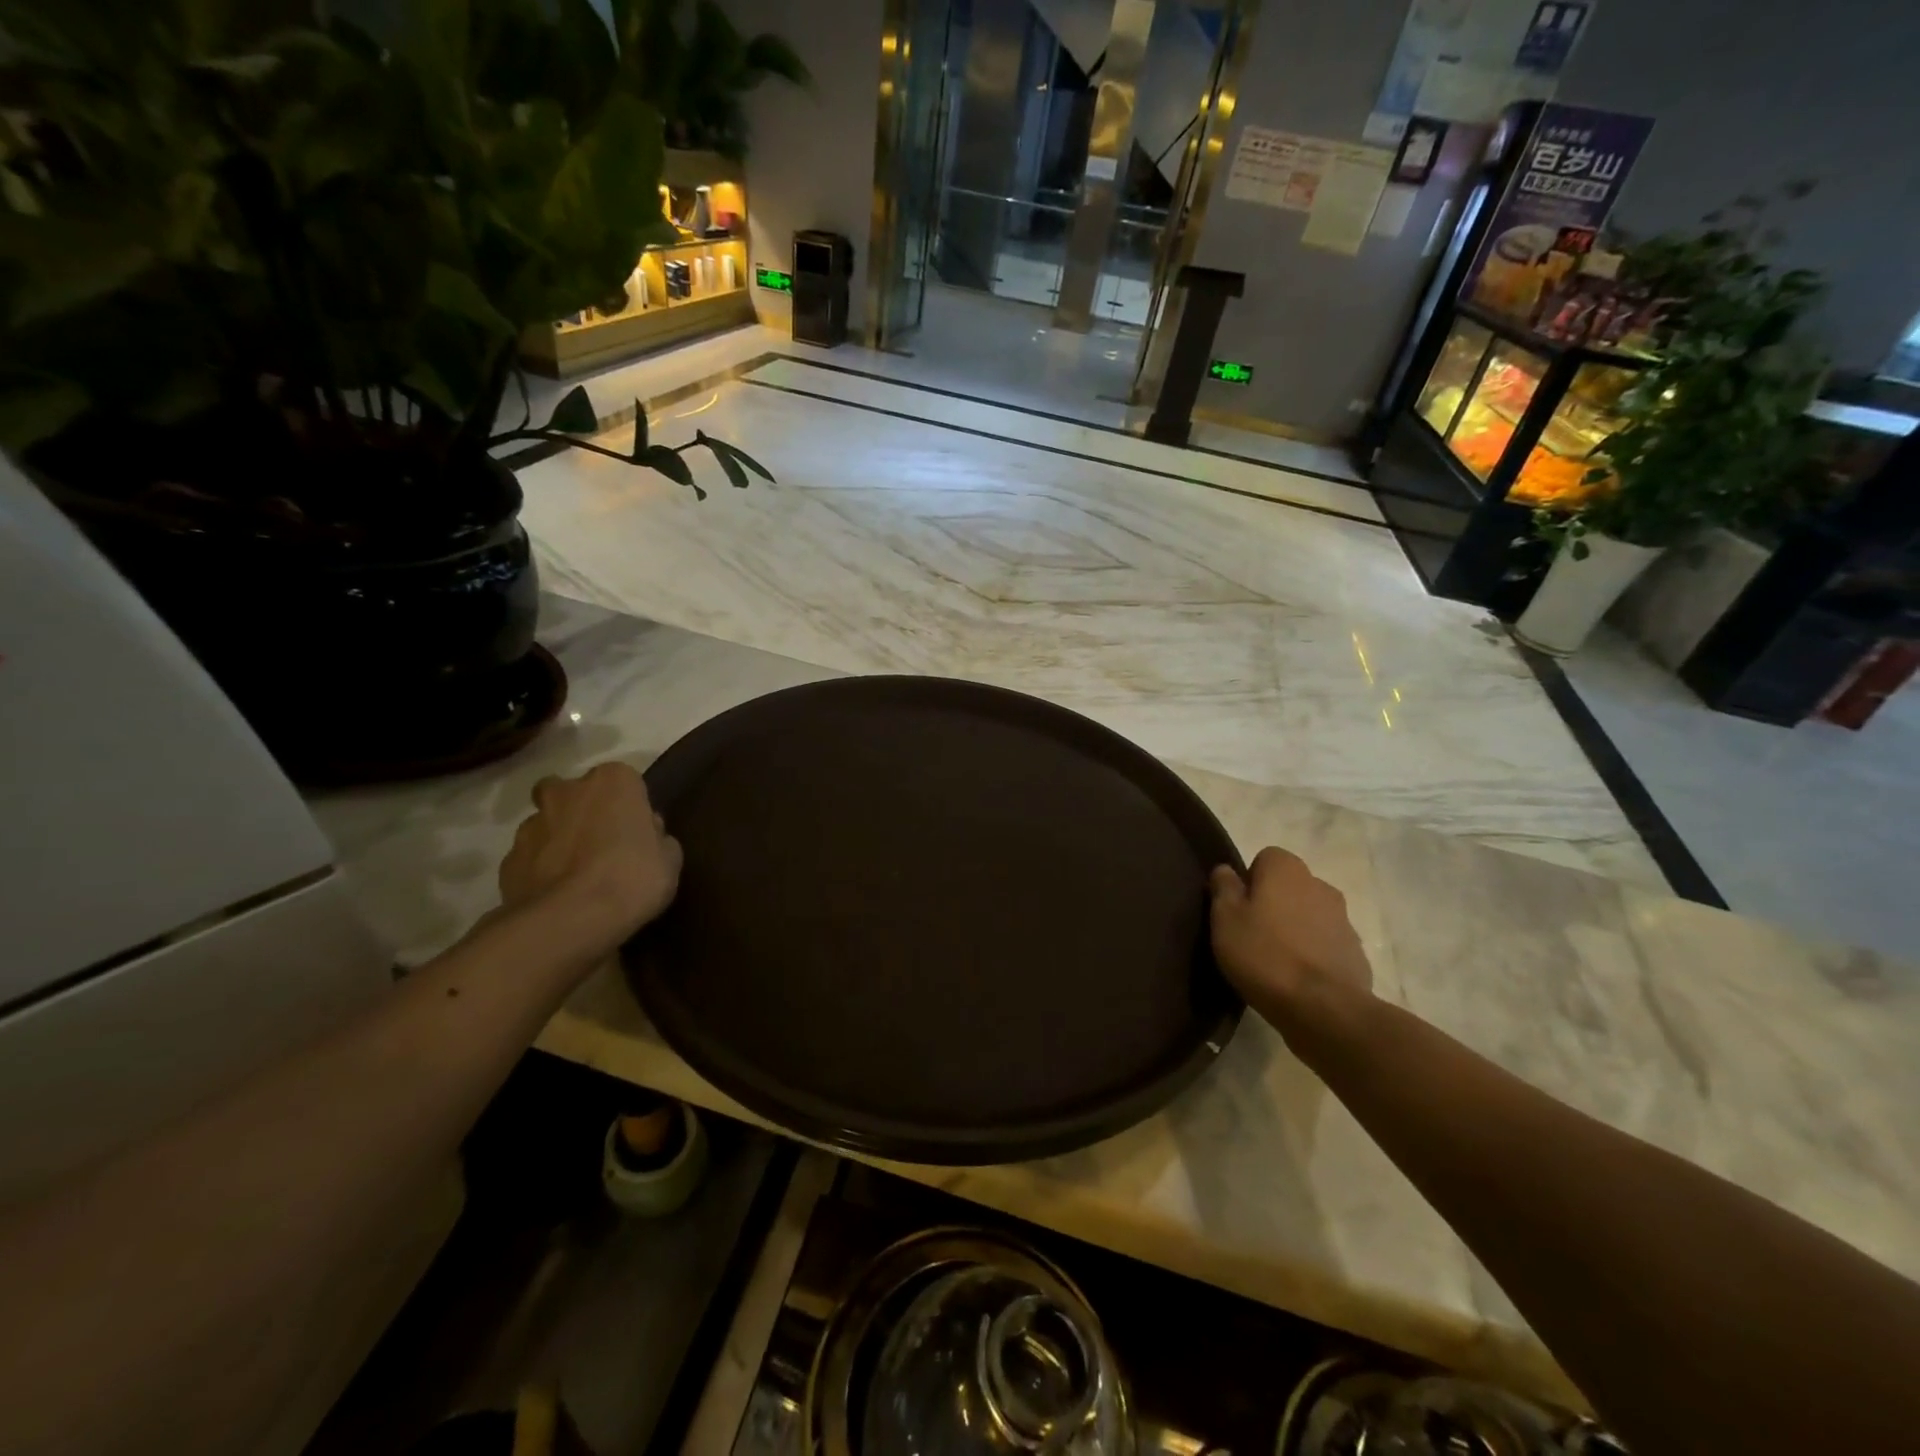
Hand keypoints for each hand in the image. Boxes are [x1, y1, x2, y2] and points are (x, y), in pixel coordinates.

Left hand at [499, 761, 682, 960]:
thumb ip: (657, 838)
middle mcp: (567, 792)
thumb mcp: (669, 859)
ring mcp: (531, 825)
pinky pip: (530, 858)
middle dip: (581, 810)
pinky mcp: (508, 860)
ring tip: (577, 875)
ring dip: (558, 839)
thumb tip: (647, 833)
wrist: (571, 920)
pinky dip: (540, 870)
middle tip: (601, 842)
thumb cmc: (633, 878)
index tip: (637, 832)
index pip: (624, 781)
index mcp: (613, 782)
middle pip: (572, 792)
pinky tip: (557, 894)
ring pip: (546, 823)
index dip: (630, 806)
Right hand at [1209, 847, 1372, 1040]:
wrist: (1323, 1008)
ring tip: (1274, 960)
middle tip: (1251, 934)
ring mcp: (1343, 920)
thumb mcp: (1225, 918)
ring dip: (1294, 928)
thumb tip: (1226, 870)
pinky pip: (1326, 943)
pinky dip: (1312, 953)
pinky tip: (1297, 979)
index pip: (1265, 858)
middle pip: (1289, 886)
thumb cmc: (1264, 954)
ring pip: (1309, 914)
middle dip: (1273, 903)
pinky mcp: (1356, 952)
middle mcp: (1320, 885)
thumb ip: (1224, 887)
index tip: (1237, 910)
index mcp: (1287, 870)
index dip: (1249, 881)